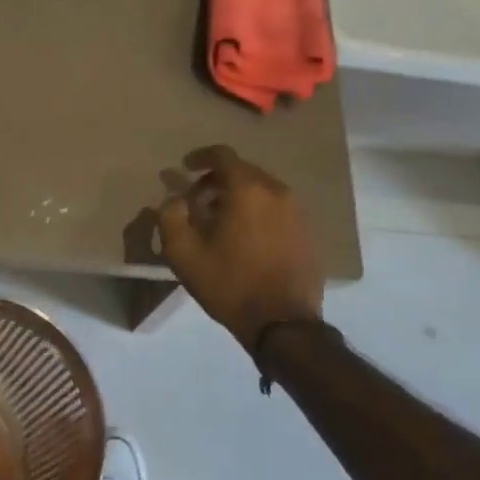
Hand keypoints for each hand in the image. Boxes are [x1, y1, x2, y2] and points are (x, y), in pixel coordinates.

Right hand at [157, 145, 324, 351]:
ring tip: (221, 221)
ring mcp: (298, 212)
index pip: (223, 155)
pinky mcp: (308, 232)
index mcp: (247, 190)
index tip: (185, 168)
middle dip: (217, 180)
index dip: (201, 157)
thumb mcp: (183, 254)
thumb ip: (170, 216)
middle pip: (244, 171)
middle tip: (198, 201)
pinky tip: (247, 238)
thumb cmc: (229, 284)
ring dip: (239, 196)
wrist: (283, 324)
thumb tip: (174, 199)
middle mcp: (277, 191)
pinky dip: (259, 212)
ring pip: (263, 190)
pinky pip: (278, 209)